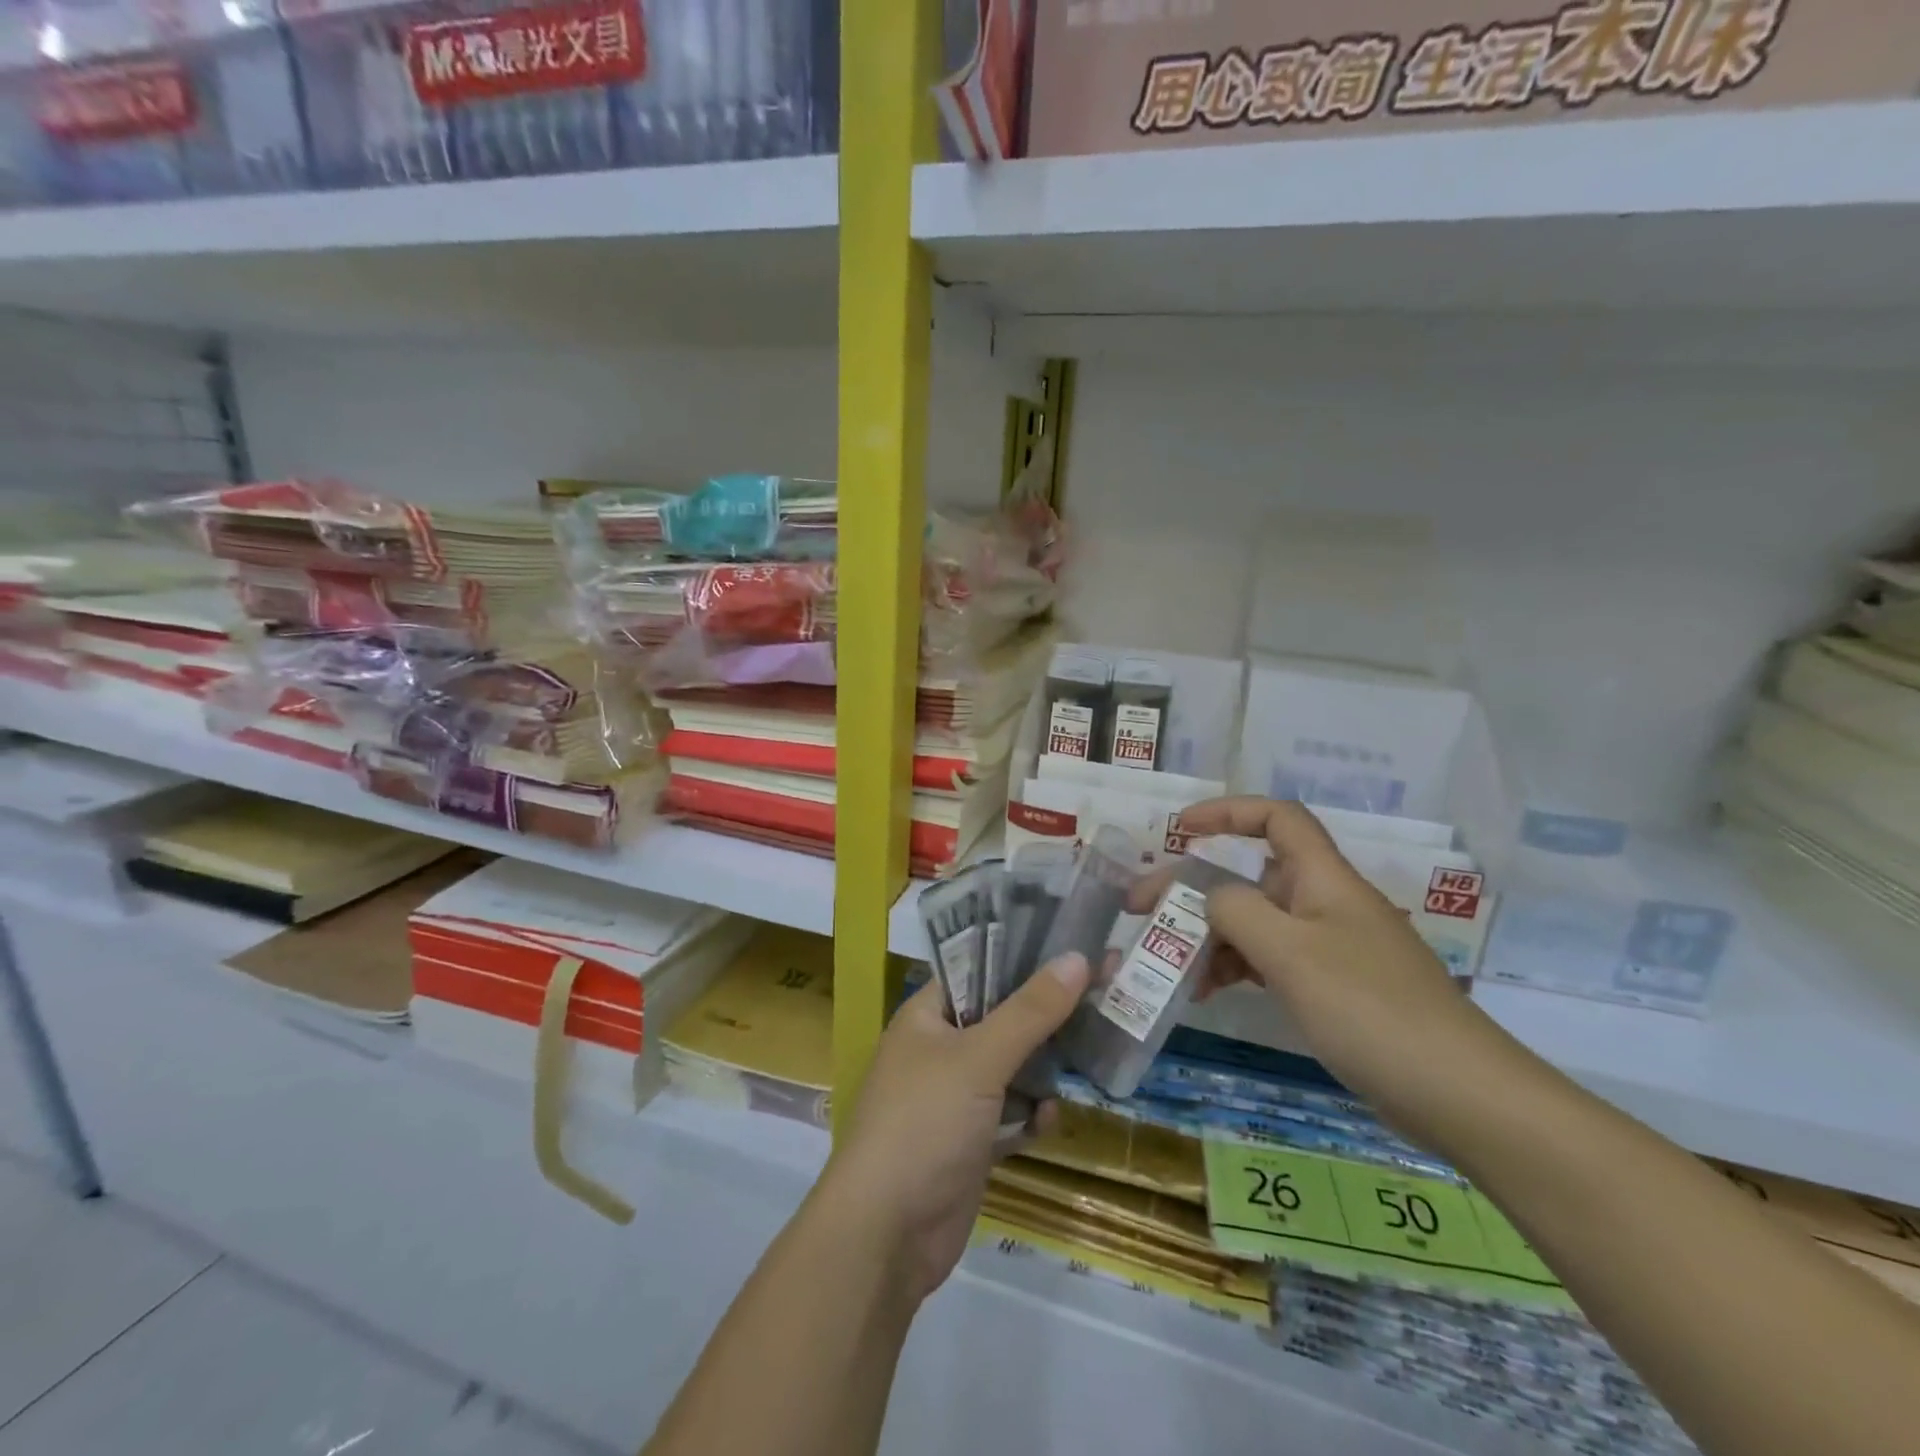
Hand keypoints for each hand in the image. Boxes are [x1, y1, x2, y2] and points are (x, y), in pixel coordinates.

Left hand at [818, 953, 1091, 1301]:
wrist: (886, 1236)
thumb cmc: (925, 1123)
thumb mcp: (979, 1058)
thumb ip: (1030, 1011)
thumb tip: (1078, 958)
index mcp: (927, 1016)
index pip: (978, 970)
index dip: (1023, 957)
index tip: (1074, 946)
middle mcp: (939, 1050)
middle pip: (1001, 1018)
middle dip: (1047, 1012)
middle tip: (1102, 991)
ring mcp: (954, 1100)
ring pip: (1010, 1069)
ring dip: (1044, 1067)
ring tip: (1093, 1049)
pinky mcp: (969, 1144)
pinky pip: (1010, 1117)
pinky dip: (1031, 1116)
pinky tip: (1051, 1118)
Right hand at [1156, 797, 1521, 1149]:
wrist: (1460, 1095)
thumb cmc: (1370, 1009)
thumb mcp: (1290, 953)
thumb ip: (1237, 911)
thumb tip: (1211, 896)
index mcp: (1324, 880)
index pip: (1276, 819)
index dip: (1226, 812)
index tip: (1179, 830)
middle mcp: (1326, 904)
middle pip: (1253, 876)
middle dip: (1195, 888)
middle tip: (1143, 910)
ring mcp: (1331, 948)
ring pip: (1258, 922)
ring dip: (1212, 936)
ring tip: (1172, 965)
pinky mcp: (1335, 988)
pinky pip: (1272, 961)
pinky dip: (1237, 968)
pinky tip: (1208, 992)